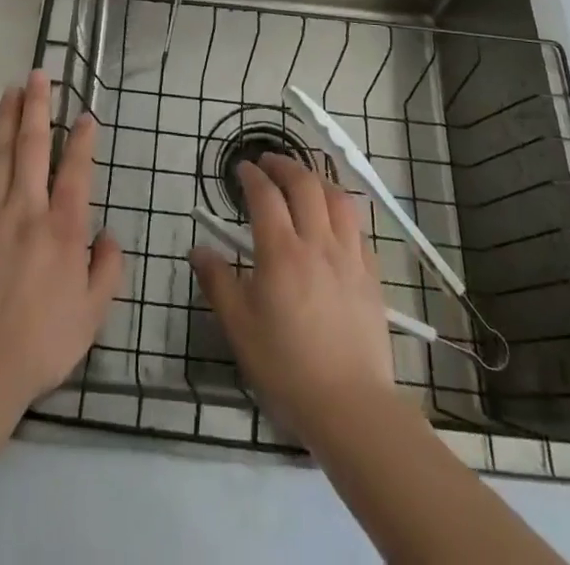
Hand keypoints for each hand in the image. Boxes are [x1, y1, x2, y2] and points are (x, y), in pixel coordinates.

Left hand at [0, 71, 124, 412]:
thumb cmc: (41, 343)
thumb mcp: (92, 314)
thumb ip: (107, 269)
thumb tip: (108, 234)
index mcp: (63, 228)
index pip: (76, 169)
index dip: (83, 138)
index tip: (86, 114)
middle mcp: (26, 209)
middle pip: (32, 145)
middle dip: (37, 106)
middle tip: (39, 74)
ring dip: (6, 117)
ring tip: (12, 88)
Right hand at [190, 155, 396, 444]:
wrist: (350, 406)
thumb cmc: (286, 368)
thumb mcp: (239, 328)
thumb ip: (218, 282)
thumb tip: (198, 249)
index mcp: (281, 253)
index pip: (265, 195)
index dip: (252, 176)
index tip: (241, 169)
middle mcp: (317, 243)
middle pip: (304, 184)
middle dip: (284, 165)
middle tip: (268, 162)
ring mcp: (349, 256)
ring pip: (337, 197)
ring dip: (316, 178)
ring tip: (303, 178)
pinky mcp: (371, 274)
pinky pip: (357, 226)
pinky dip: (341, 208)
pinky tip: (333, 217)